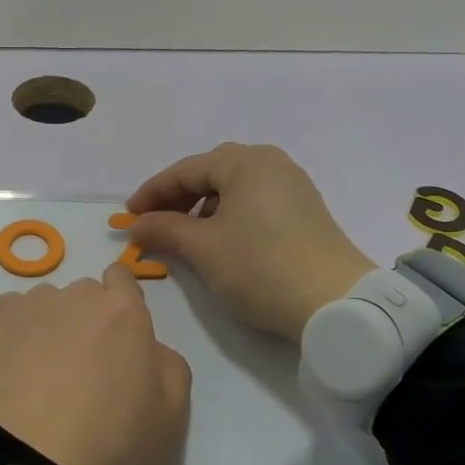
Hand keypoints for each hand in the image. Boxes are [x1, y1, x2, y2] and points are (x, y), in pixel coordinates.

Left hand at [0, 265, 190, 464]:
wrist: (29, 462)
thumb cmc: (110, 441)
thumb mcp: (172, 415)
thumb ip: (169, 365)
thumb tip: (149, 348)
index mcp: (124, 311)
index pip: (123, 280)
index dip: (121, 306)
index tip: (116, 340)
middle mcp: (76, 296)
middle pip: (84, 296)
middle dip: (86, 322)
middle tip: (81, 371)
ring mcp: (29, 306)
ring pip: (45, 306)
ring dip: (48, 329)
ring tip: (40, 377)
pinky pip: (9, 317)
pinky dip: (13, 337)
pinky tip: (12, 374)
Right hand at [125, 143, 376, 340]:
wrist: (336, 303)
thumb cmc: (260, 266)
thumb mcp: (203, 248)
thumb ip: (164, 229)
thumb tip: (136, 225)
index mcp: (245, 161)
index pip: (184, 170)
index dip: (152, 193)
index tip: (128, 217)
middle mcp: (271, 163)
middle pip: (210, 174)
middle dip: (176, 199)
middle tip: (152, 225)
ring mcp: (292, 186)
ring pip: (232, 189)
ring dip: (201, 209)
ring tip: (183, 237)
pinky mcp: (304, 211)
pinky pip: (253, 202)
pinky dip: (227, 216)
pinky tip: (219, 241)